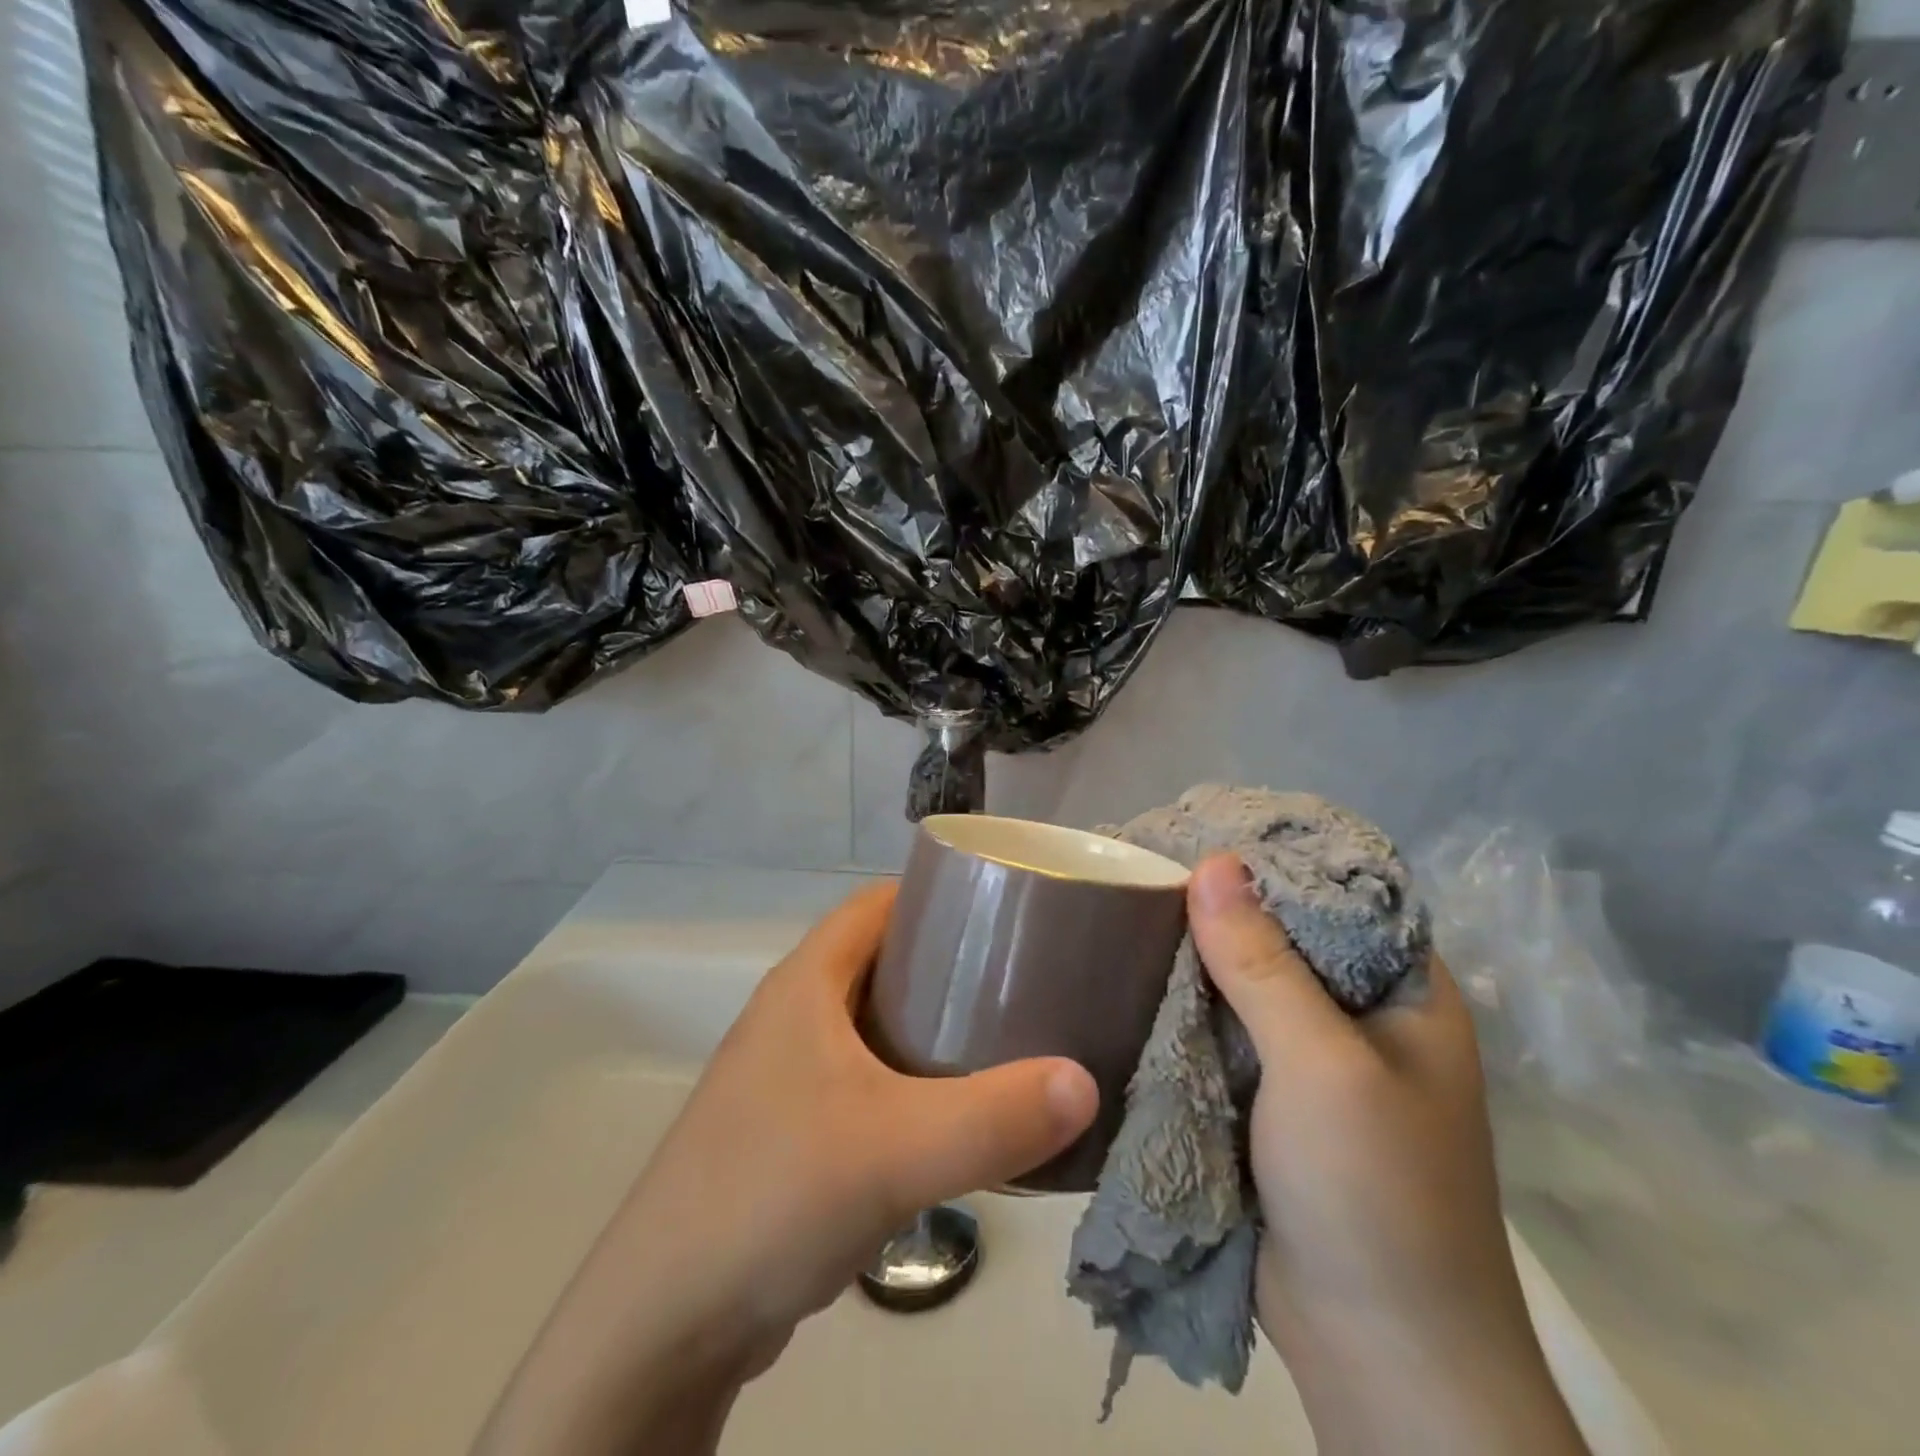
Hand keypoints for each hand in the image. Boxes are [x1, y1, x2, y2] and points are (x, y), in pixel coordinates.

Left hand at [473, 882, 1098, 1455]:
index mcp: (806, 982)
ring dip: (931, 1025)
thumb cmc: (772, 1194)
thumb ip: (993, 1117)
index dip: (939, 895)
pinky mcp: (791, 1128)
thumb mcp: (894, 1150)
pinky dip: (911, 1080)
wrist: (662, 1322)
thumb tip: (1086, 1084)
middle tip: (1021, 979)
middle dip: (949, 963)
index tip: (1006, 911)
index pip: (878, 904)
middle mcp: (794, 1014)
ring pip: (875, 1023)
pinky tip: (952, 1114)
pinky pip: (866, 1078)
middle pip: (883, 960)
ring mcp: (787, 1073)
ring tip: (1002, 1039)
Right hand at [1187, 855, 1588, 1455]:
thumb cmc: (1376, 1194)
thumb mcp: (1322, 1065)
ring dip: (1191, 960)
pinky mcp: (1266, 1099)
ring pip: (1241, 986)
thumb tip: (1212, 861)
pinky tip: (1130, 978)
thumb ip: (1263, 964)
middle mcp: (1356, 1015)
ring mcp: (1309, 1060)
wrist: (1378, 1356)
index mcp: (1399, 991)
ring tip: (1121, 909)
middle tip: (1139, 867)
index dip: (1268, 860)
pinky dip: (1182, 1010)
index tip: (1195, 828)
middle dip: (1214, 909)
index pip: (1332, 896)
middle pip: (1278, 937)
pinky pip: (1219, 1034)